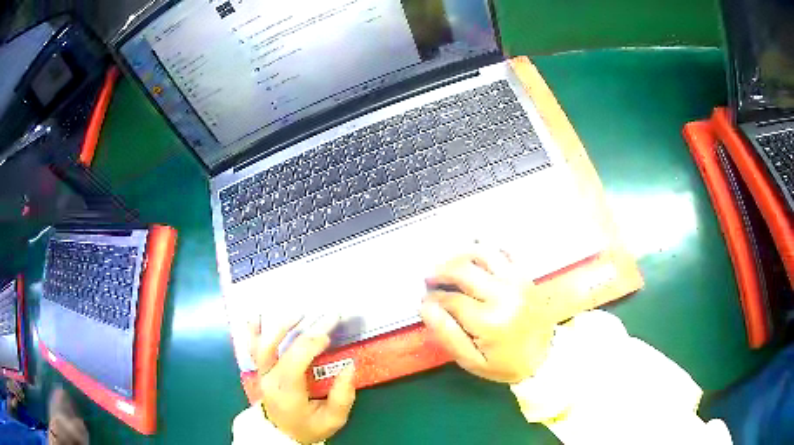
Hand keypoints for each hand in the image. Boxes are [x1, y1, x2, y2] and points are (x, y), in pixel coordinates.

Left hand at [249, 314, 355, 443]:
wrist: (282, 434)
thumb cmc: (308, 427)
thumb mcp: (333, 420)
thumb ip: (343, 396)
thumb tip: (349, 366)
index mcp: (287, 389)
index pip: (297, 358)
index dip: (313, 342)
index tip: (331, 333)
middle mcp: (270, 378)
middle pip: (282, 347)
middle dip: (306, 330)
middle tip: (327, 316)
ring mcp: (262, 373)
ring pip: (264, 345)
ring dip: (281, 326)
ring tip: (299, 313)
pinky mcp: (260, 371)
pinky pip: (253, 349)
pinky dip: (253, 331)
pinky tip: (256, 316)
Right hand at [420, 249, 555, 383]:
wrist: (545, 357)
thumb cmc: (505, 364)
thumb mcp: (472, 361)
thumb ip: (447, 334)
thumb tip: (425, 307)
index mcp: (489, 320)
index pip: (450, 299)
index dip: (432, 298)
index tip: (425, 302)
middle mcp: (503, 294)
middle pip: (463, 270)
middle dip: (440, 272)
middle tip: (429, 280)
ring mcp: (517, 281)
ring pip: (482, 253)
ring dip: (459, 257)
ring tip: (449, 267)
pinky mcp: (525, 276)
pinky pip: (503, 252)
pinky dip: (486, 251)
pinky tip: (475, 260)